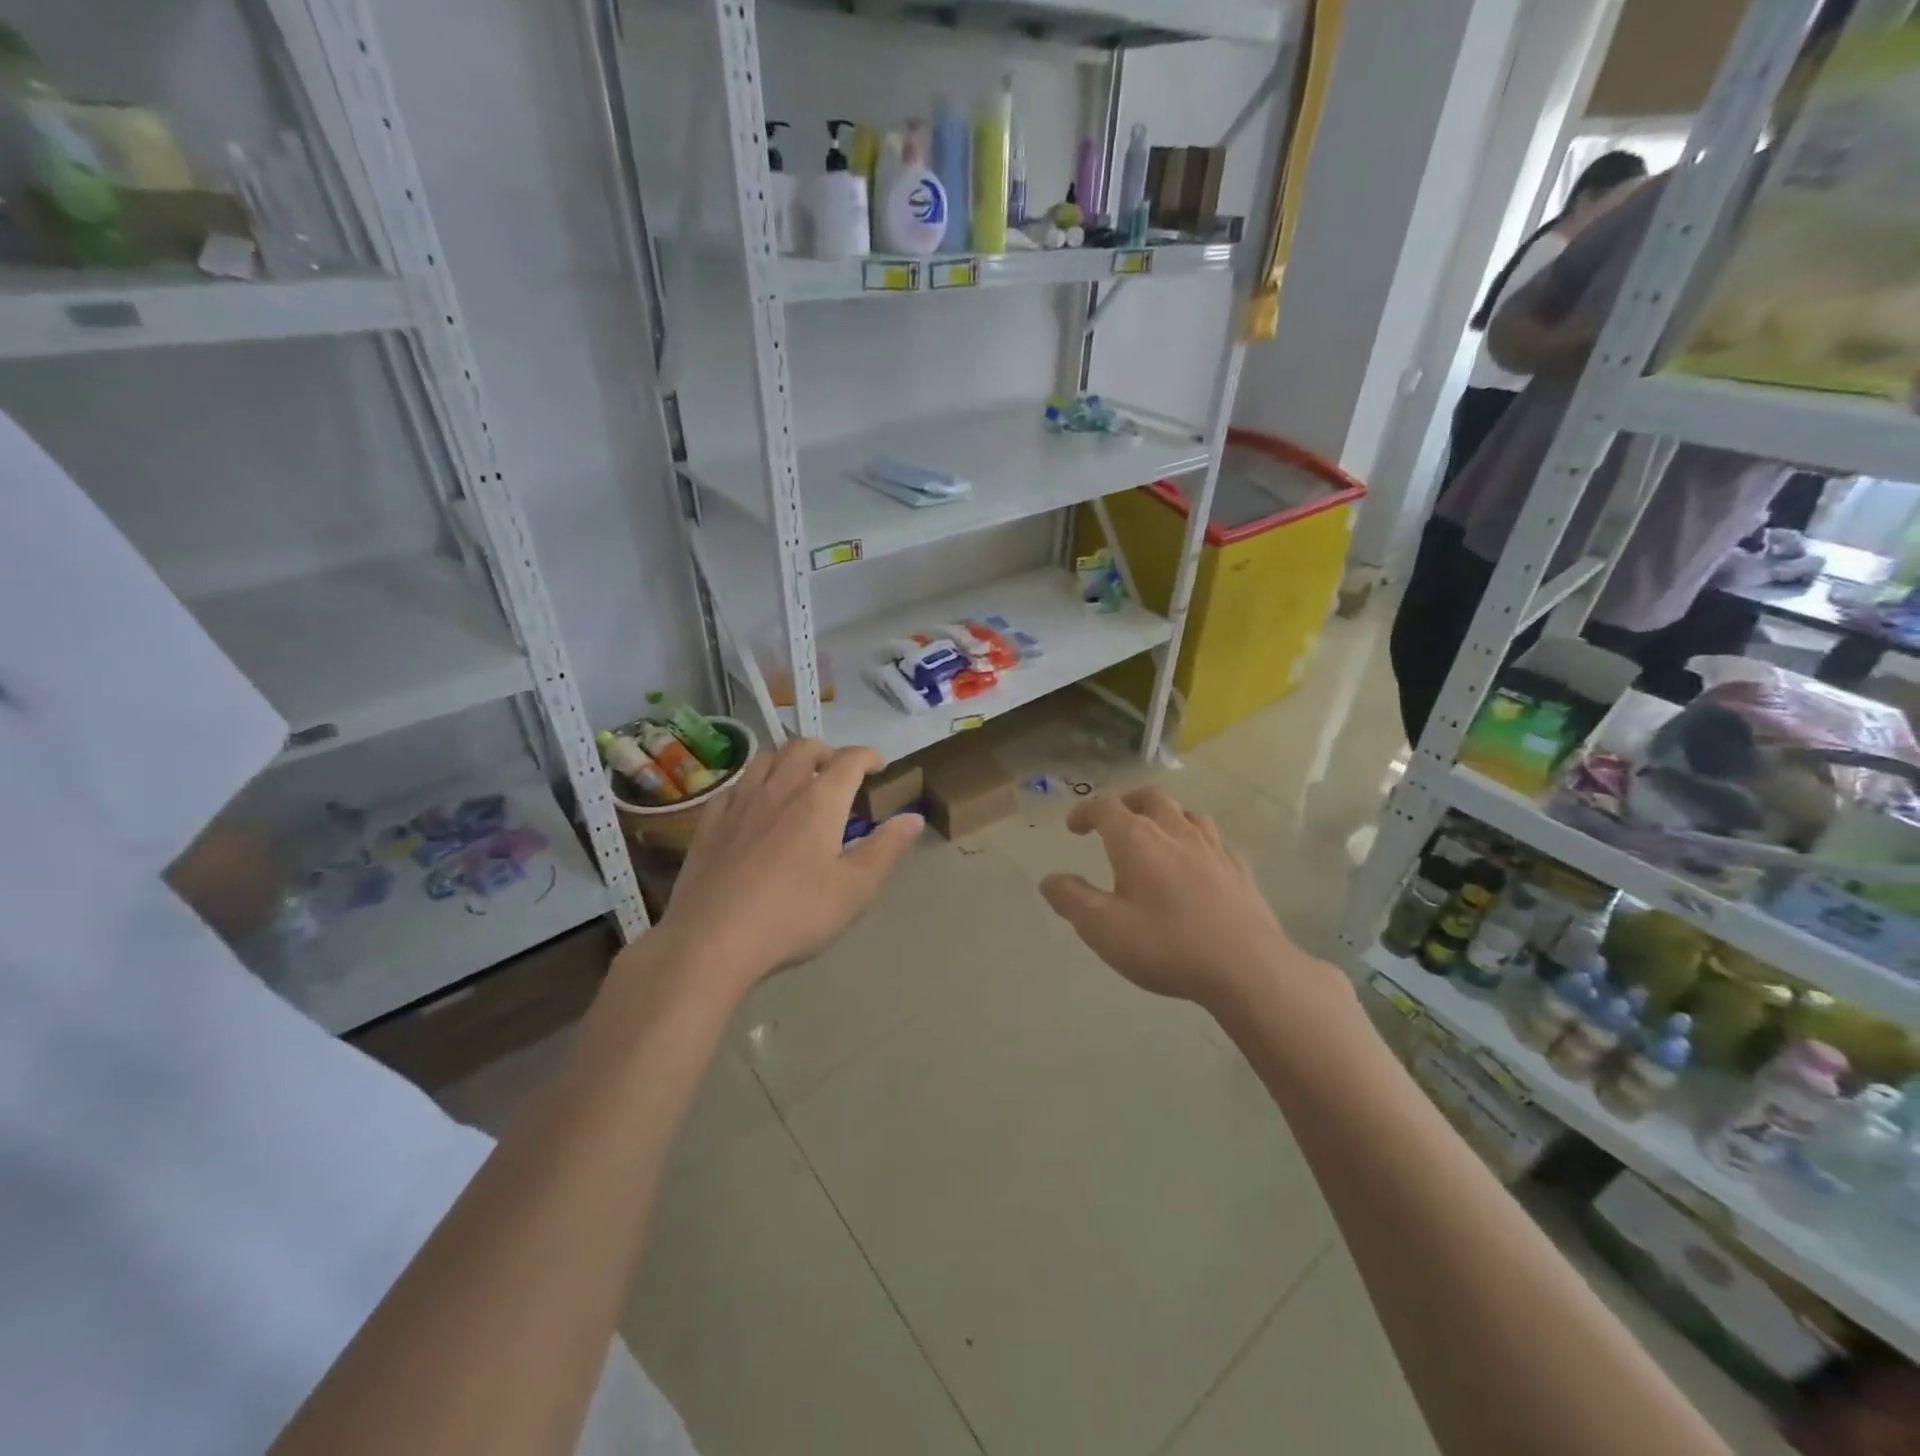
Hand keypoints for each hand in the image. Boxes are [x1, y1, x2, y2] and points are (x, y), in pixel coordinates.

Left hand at [649, 739, 921, 995]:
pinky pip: (734, 786)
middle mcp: (780, 789)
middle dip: (827, 752)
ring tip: (797, 780)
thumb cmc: (795, 914)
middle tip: (838, 772)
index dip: (869, 756)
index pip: (850, 760)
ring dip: (787, 759)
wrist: (712, 940)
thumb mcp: (855, 888)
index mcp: (820, 801)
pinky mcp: (709, 823)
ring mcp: (740, 803)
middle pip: (803, 748)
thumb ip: (887, 848)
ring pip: (765, 759)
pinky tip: (753, 803)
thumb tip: (913, 817)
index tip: (879, 765)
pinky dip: (752, 783)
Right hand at [1039, 787, 1299, 1011]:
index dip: (1085, 812)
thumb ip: (1072, 900)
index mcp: (1137, 840)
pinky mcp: (1240, 871)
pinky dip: (1198, 844)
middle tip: (1114, 820)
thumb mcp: (1103, 929)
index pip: (1105, 808)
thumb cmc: (1166, 945)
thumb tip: (1049, 880)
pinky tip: (1198, 865)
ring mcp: (1213, 849)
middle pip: (1150, 798)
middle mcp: (1175, 832)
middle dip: (1127, 802)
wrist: (1247, 967)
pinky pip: (1215, 843)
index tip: (1074, 827)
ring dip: (1166, 816)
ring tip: (1156, 835)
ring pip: (1187, 814)